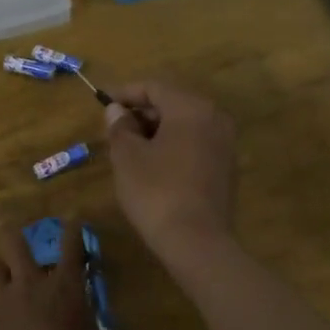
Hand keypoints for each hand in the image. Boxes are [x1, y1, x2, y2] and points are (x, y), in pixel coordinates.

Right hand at [103, 82, 236, 257]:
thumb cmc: (156, 191)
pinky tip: (154, 165)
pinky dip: (173, 146)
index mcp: (191, 108)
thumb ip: (120, 127)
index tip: (103, 103)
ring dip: (157, 131)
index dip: (125, 93)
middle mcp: (214, 118)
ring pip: (185, 125)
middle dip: (142, 113)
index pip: (154, 87)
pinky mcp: (227, 168)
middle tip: (114, 128)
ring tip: (129, 148)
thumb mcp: (127, 156)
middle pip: (172, 103)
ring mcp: (225, 144)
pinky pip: (195, 144)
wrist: (197, 242)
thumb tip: (116, 111)